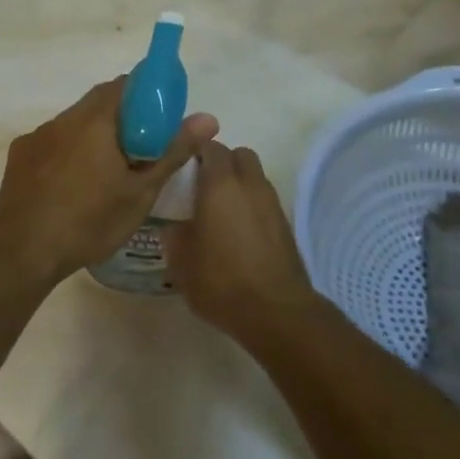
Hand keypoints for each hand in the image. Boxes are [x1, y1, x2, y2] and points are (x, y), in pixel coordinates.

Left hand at [0, 78, 218, 285]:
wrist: (23, 251)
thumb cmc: (89, 221)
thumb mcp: (140, 192)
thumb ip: (173, 151)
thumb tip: (208, 118)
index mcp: (95, 120)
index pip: (124, 85)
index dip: (146, 95)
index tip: (160, 118)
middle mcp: (63, 119)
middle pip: (98, 102)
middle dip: (121, 117)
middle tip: (140, 148)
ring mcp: (37, 136)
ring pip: (73, 123)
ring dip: (93, 135)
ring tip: (106, 171)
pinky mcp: (19, 155)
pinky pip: (52, 142)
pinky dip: (68, 151)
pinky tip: (72, 183)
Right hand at [164, 141, 316, 341]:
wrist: (276, 312)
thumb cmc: (221, 280)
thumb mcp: (181, 261)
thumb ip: (174, 234)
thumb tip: (174, 225)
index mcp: (220, 184)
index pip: (209, 146)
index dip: (194, 152)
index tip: (181, 168)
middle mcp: (249, 184)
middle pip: (239, 155)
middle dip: (222, 163)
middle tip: (202, 186)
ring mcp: (272, 203)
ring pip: (254, 176)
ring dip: (239, 183)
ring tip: (220, 210)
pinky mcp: (285, 223)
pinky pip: (264, 200)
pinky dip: (251, 205)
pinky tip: (238, 231)